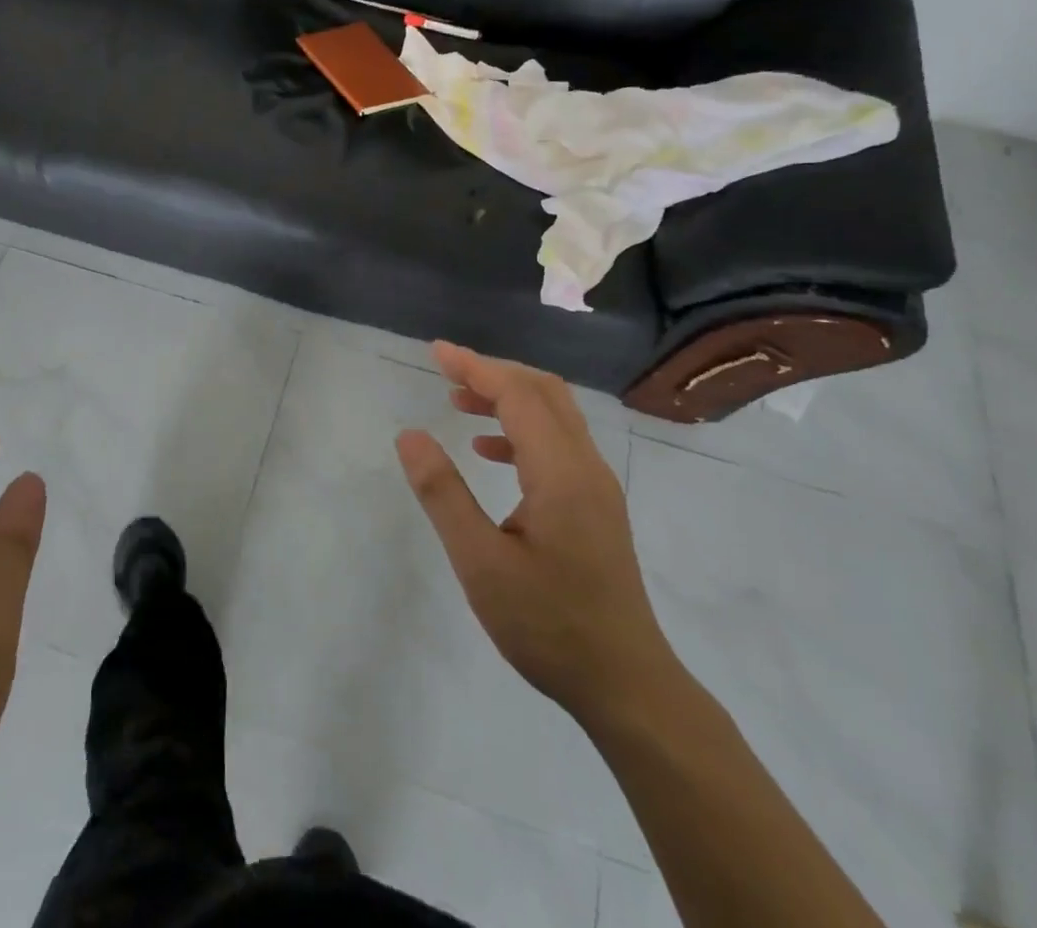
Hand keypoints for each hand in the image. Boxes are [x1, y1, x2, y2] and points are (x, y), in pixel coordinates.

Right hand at [396, 342, 675, 732]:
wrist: (626, 685)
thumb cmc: (548, 625)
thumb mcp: (480, 563)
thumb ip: (443, 494)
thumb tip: (410, 435)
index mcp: (560, 472)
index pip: (518, 394)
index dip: (475, 366)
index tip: (435, 351)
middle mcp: (586, 466)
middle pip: (542, 391)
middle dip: (492, 371)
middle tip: (445, 370)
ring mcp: (596, 486)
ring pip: (554, 414)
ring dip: (508, 397)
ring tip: (459, 402)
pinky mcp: (596, 505)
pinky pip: (558, 442)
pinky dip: (521, 429)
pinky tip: (488, 452)